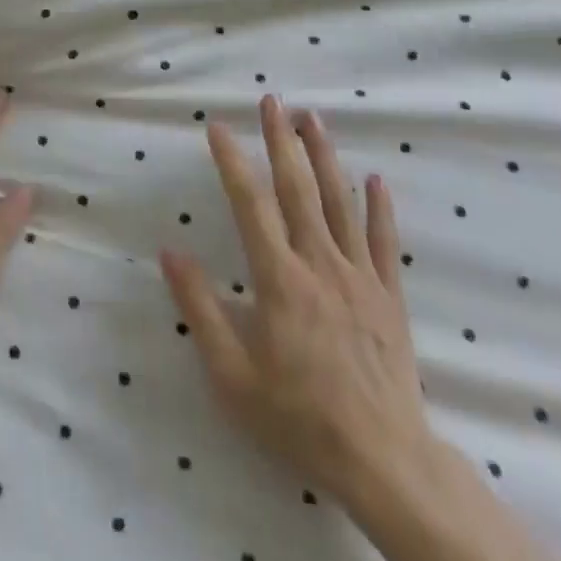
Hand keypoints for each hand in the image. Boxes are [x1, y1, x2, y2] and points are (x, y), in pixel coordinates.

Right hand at [160, 96, 433, 522]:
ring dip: (324, 156)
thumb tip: (170, 252)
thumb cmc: (298, 417)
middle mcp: (319, 264)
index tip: (218, 126)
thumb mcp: (232, 375)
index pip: (250, 205)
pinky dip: (379, 208)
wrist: (384, 461)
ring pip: (340, 203)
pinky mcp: (389, 296)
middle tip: (272, 100)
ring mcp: (359, 277)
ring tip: (313, 118)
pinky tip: (375, 179)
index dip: (232, 162)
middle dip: (281, 140)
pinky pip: (384, 242)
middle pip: (298, 189)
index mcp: (279, 279)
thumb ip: (200, 308)